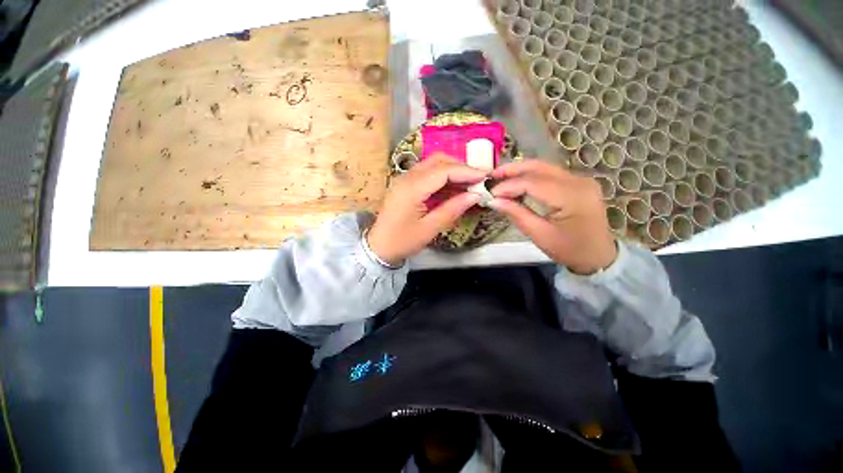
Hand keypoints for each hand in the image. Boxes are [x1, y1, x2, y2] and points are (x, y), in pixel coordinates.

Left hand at [367, 155, 486, 264]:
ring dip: (452, 170)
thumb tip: (475, 195)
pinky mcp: (406, 185)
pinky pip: (427, 174)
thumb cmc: (403, 241)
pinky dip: (443, 177)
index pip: (443, 170)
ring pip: (432, 164)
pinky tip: (453, 188)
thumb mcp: (429, 229)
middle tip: (478, 179)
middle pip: (438, 161)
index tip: (485, 176)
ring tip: (469, 184)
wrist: (379, 247)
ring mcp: (405, 179)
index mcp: (412, 188)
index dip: (466, 171)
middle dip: (460, 167)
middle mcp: (407, 178)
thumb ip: (452, 210)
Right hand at [489, 160, 616, 274]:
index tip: (490, 193)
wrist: (599, 256)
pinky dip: (531, 176)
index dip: (508, 186)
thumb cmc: (569, 250)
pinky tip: (518, 182)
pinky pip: (551, 174)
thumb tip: (493, 200)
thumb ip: (517, 214)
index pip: (533, 183)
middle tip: (492, 175)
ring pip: (545, 167)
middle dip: (513, 170)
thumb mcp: (540, 235)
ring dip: (521, 171)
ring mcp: (581, 180)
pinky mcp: (579, 183)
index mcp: (572, 197)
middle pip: (540, 167)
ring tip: (500, 177)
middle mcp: (579, 181)